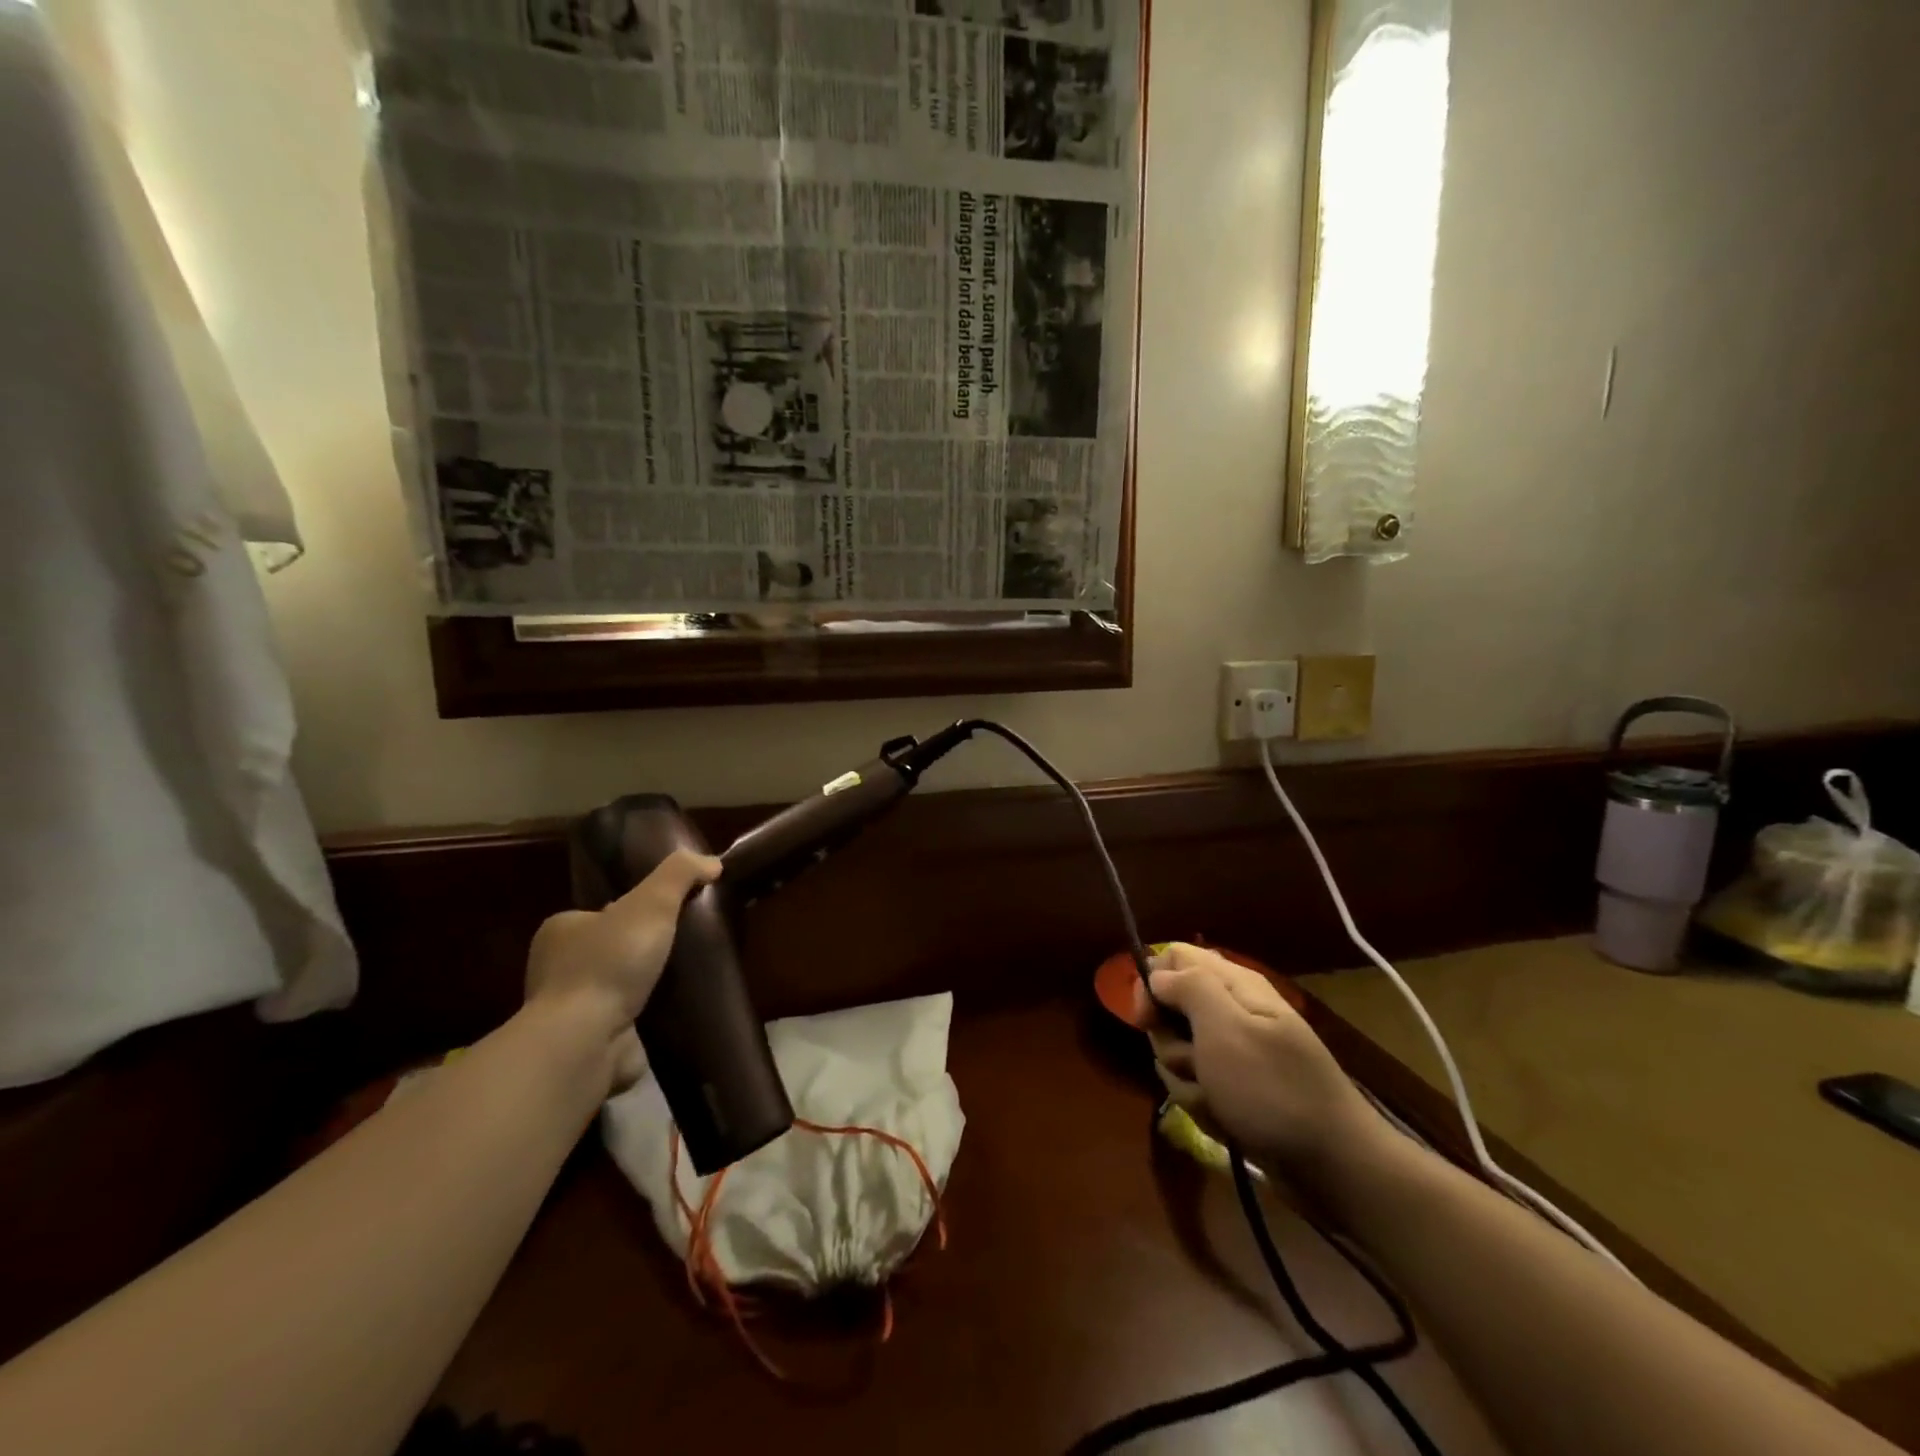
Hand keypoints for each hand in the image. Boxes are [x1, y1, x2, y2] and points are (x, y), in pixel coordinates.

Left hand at [525, 849, 720, 1089]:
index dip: (636, 910)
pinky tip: (676, 1013)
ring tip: (689, 979)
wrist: (585, 1042)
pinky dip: (648, 1018)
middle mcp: (558, 969)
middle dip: (644, 950)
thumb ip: (680, 874)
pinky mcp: (589, 1044)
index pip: (602, 912)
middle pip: (613, 949)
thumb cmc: (610, 963)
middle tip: (686, 947)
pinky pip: (626, 1023)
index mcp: (561, 931)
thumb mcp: (651, 902)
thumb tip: (713, 862)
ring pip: (620, 988)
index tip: (670, 915)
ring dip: (648, 986)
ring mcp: (572, 1010)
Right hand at [1133, 943, 1381, 1179]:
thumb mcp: (1226, 1028)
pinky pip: (1197, 1086)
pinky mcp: (1235, 1089)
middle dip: (1171, 1043)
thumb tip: (1157, 974)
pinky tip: (1225, 1120)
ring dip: (1187, 1080)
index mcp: (1235, 985)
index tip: (1146, 1019)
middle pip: (1170, 1010)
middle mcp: (1232, 1012)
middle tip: (1195, 1065)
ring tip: (1217, 1100)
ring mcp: (1234, 1054)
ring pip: (1178, 1053)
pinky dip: (1204, 1105)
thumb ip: (1188, 987)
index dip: (1151, 982)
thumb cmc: (1274, 1089)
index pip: (1174, 958)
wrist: (1333, 1165)